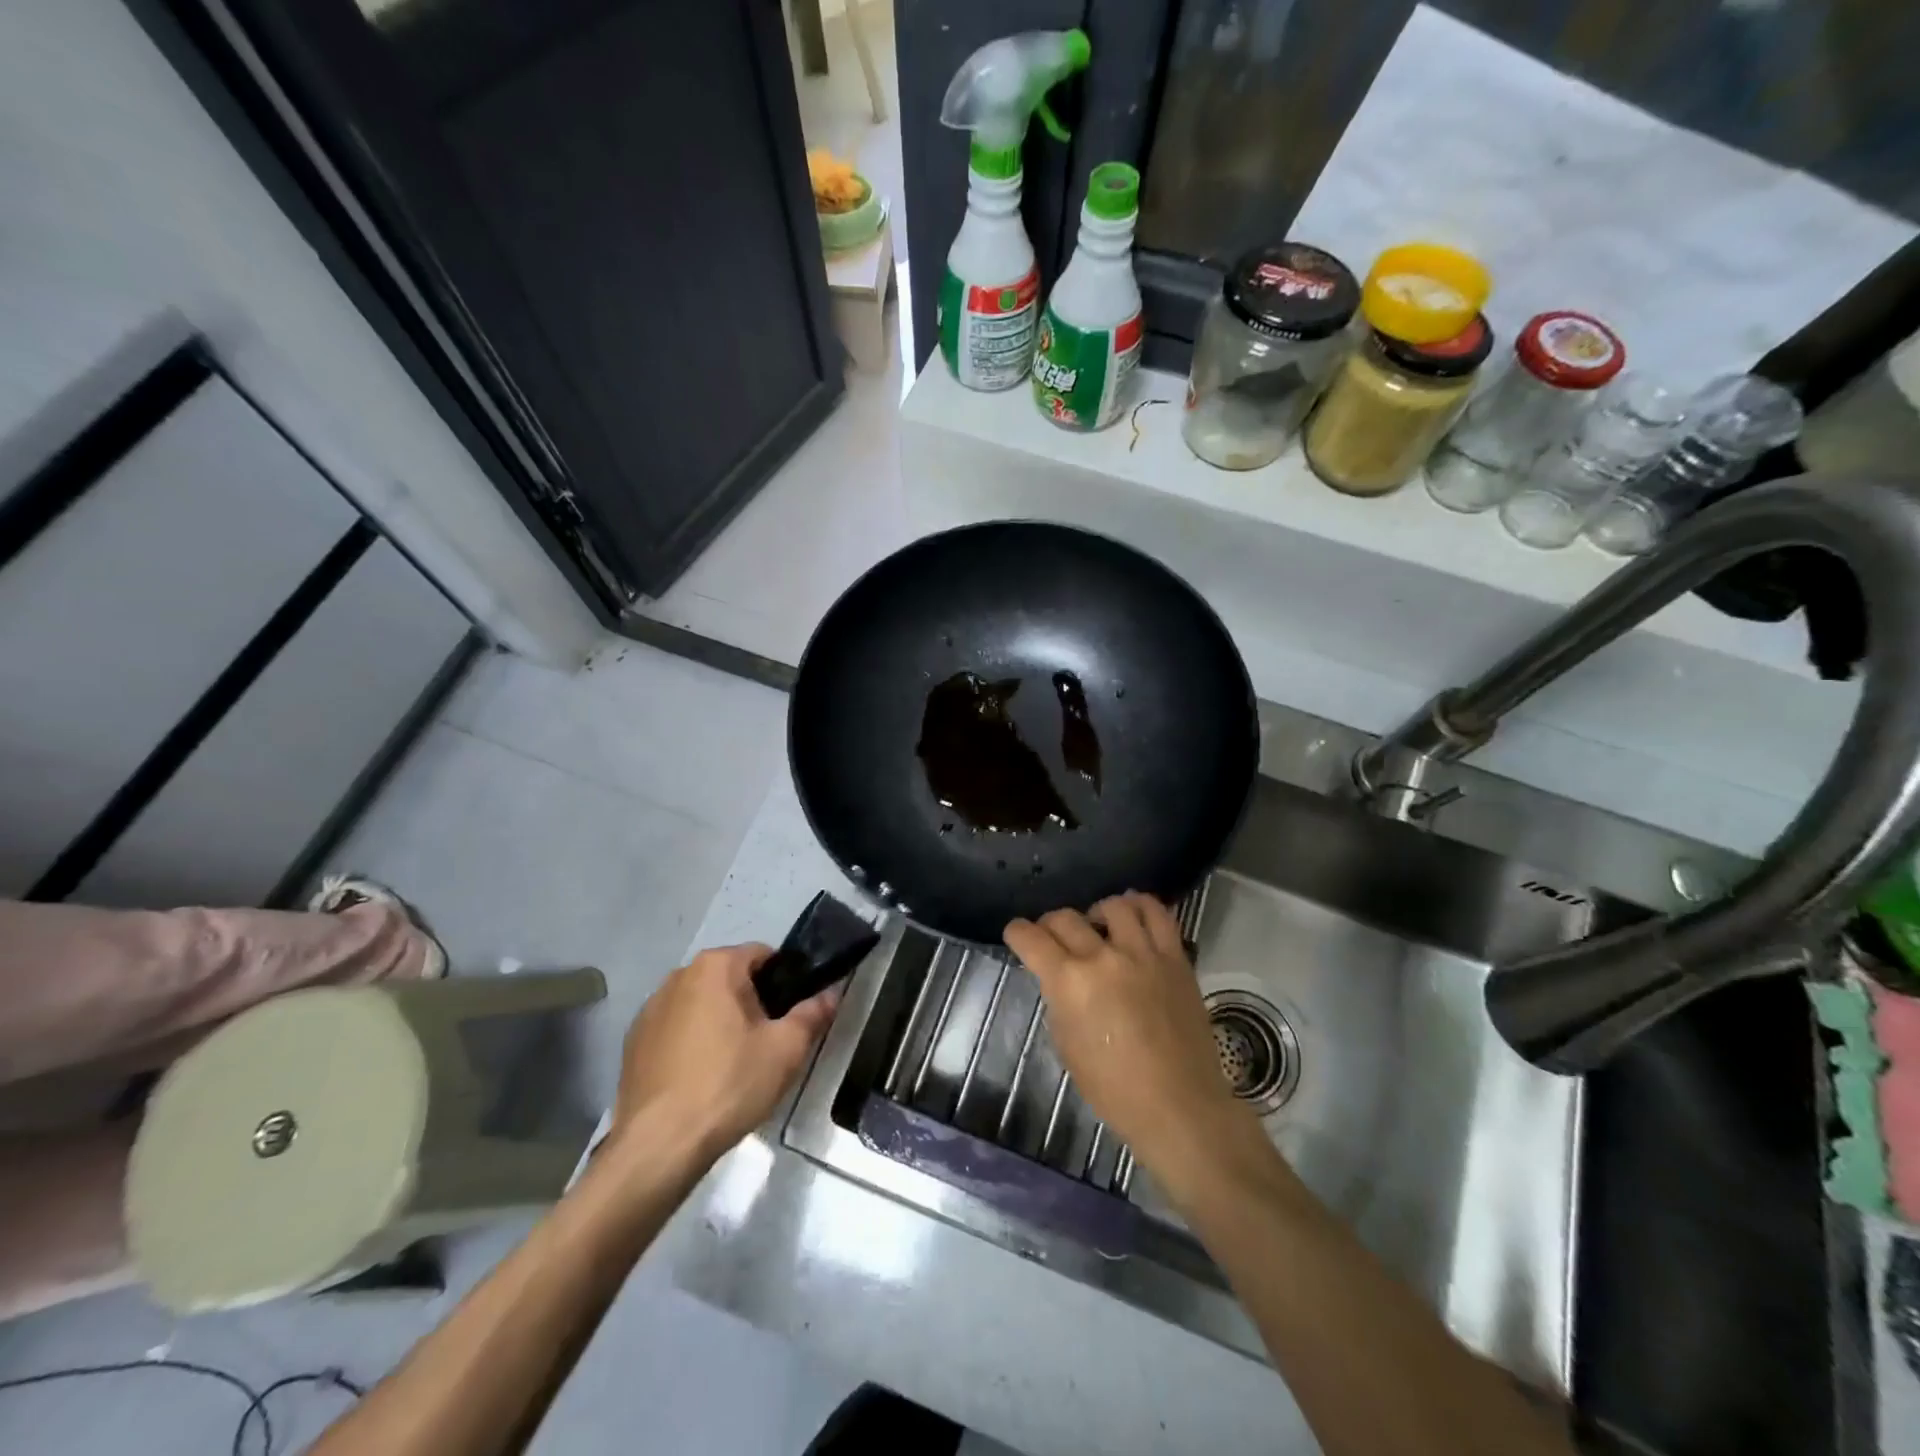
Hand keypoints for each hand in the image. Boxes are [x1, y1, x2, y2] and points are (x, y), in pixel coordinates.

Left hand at [607, 943, 838, 1167]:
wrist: (659, 1145)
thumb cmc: (729, 1084)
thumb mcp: (785, 1049)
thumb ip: (813, 1014)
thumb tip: (832, 993)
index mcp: (715, 966)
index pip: (763, 954)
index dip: (785, 980)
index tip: (792, 1014)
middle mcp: (678, 976)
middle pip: (730, 978)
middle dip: (752, 1002)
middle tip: (768, 1042)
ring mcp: (650, 1009)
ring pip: (701, 1004)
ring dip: (720, 1021)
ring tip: (735, 1064)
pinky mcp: (633, 1043)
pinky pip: (676, 1029)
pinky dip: (692, 1043)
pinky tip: (701, 1078)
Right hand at [1006, 893, 1261, 1181]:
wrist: (1178, 1106)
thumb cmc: (1114, 1089)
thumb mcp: (1066, 1046)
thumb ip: (1059, 1000)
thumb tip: (1059, 978)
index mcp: (1069, 982)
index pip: (1030, 937)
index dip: (1016, 933)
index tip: (1017, 936)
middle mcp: (1103, 957)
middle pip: (1065, 917)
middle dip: (1049, 925)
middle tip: (1052, 940)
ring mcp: (1143, 953)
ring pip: (1113, 905)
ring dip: (1095, 913)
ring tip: (1097, 928)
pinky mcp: (1175, 957)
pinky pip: (1158, 913)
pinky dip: (1140, 906)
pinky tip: (1131, 916)